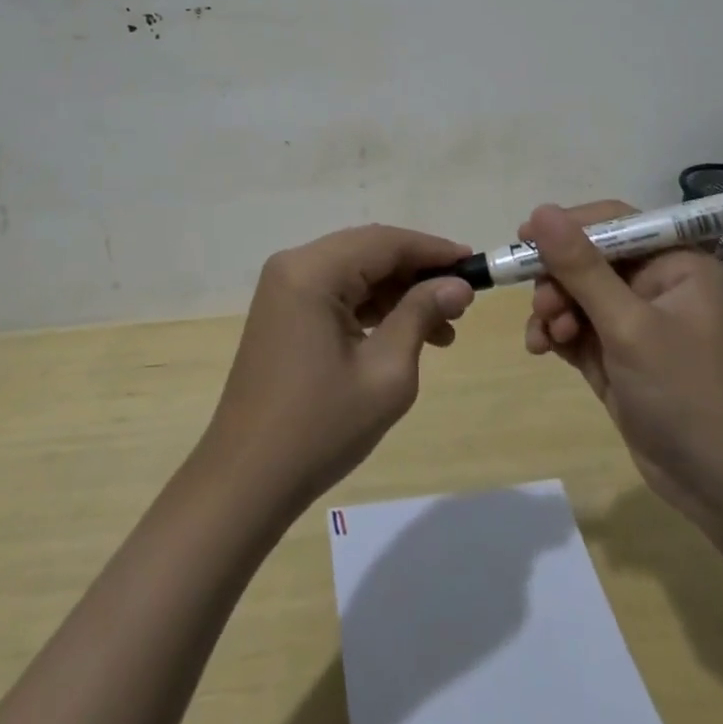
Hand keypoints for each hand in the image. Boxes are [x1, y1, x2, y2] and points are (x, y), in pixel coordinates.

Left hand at [199, 225, 476, 515]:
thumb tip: (458, 286)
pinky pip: (336, 292)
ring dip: (398, 293)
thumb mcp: (385, 372)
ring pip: (354, 271)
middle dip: (417, 273)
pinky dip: (372, 307)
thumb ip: (421, 315)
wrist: (247, 480)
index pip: (384, 242)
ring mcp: (284, 288)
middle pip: (368, 251)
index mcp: (312, 271)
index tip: (475, 266)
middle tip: (461, 302)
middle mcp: (294, 265)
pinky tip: (404, 334)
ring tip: (443, 331)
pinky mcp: (283, 311)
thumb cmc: (320, 428)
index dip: (434, 250)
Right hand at [521, 201, 722, 524]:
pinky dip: (555, 333)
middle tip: (543, 307)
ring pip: (575, 293)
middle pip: (587, 258)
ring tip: (546, 336)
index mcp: (675, 263)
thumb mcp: (629, 326)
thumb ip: (582, 268)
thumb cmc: (687, 393)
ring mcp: (635, 320)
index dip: (568, 226)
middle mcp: (655, 283)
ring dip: (552, 309)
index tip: (525, 238)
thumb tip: (541, 211)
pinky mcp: (617, 353)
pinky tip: (542, 349)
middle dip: (558, 280)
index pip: (613, 222)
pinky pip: (575, 326)